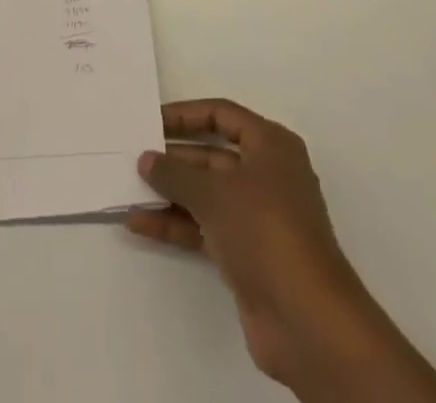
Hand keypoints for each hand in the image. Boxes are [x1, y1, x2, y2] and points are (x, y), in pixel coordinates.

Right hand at [127, 100, 435, 402]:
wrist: (307, 321)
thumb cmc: (266, 231)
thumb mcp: (215, 193)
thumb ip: (176, 173)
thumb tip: (147, 158)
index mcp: (271, 145)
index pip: (222, 115)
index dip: (186, 115)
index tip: (150, 120)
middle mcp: (266, 174)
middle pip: (212, 154)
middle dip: (173, 157)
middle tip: (133, 156)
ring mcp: (257, 217)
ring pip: (206, 194)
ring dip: (170, 193)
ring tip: (129, 189)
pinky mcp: (247, 254)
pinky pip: (205, 227)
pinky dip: (176, 224)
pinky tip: (140, 223)